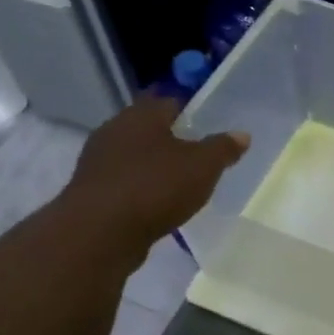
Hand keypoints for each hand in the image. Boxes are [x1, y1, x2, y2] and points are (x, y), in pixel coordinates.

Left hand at [54, 98, 248, 269]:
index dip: (191, 111)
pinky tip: (157, 205)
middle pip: (149, 129)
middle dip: (172, 140)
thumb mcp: (203, 166)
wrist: (99, 233)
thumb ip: (223, 148)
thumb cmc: (155, 187)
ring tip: (180, 184)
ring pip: (135, 156)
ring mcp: (98, 161)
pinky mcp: (91, 191)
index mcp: (141, 115)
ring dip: (154, 167)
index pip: (169, 101)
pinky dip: (141, 189)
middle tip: (199, 156)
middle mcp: (115, 130)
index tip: (208, 126)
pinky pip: (124, 183)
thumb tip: (242, 134)